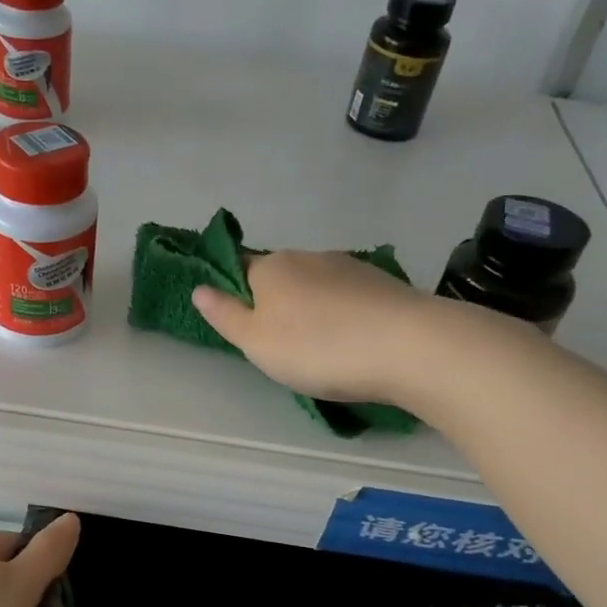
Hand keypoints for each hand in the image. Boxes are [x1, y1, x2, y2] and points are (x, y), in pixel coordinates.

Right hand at [191, 250, 433, 403]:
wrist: (406, 346)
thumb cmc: (316, 347)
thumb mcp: (255, 341)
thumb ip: (225, 315)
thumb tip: (199, 288)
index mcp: (271, 267)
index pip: (240, 268)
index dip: (236, 293)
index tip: (243, 324)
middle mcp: (308, 256)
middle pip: (281, 278)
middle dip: (278, 304)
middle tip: (282, 347)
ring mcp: (350, 267)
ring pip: (317, 287)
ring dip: (313, 310)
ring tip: (322, 349)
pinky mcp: (383, 283)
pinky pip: (349, 298)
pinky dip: (344, 315)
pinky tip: (354, 342)